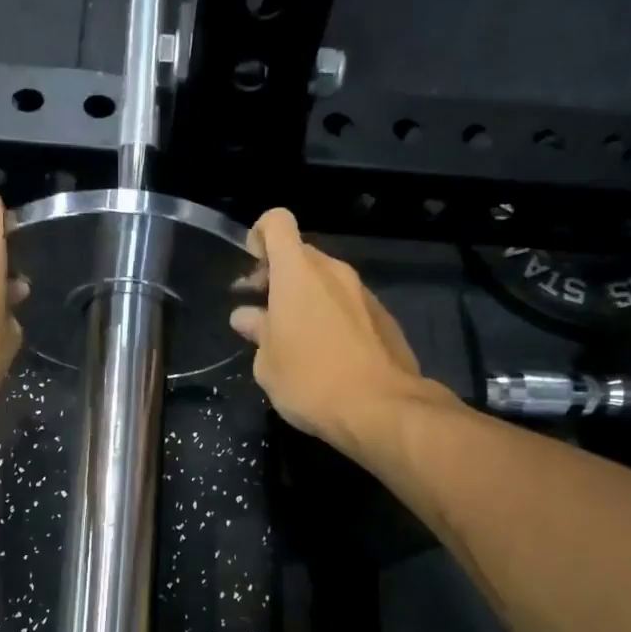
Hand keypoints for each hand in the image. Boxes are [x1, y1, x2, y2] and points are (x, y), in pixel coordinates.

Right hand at [229, 208, 432, 447]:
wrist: (380, 408)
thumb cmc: (309, 381)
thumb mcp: (267, 363)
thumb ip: (257, 331)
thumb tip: (247, 316)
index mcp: (297, 274)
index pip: (277, 223)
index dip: (260, 234)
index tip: (252, 265)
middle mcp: (333, 272)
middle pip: (301, 254)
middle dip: (278, 274)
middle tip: (263, 310)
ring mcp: (363, 292)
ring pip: (326, 280)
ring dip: (306, 297)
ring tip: (293, 336)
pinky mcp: (384, 316)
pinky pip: (347, 303)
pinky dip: (331, 315)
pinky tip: (326, 351)